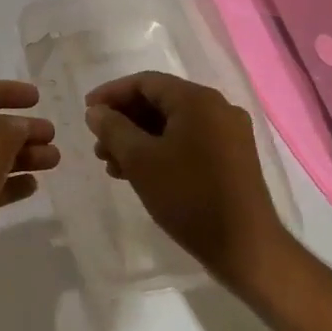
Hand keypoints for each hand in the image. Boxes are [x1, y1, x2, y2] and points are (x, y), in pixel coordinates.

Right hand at [83, 70, 290, 293]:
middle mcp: (218, 108)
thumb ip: (113, 129)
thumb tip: (95, 111)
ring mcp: (229, 134)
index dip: (111, 94)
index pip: (145, 82)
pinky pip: (188, 141)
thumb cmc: (188, 196)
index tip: (86, 112)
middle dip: (123, 121)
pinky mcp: (232, 158)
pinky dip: (160, 151)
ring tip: (112, 165)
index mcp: (198, 100)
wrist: (245, 248)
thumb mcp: (140, 160)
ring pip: (172, 125)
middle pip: (159, 102)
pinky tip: (139, 173)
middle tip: (98, 144)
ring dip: (138, 139)